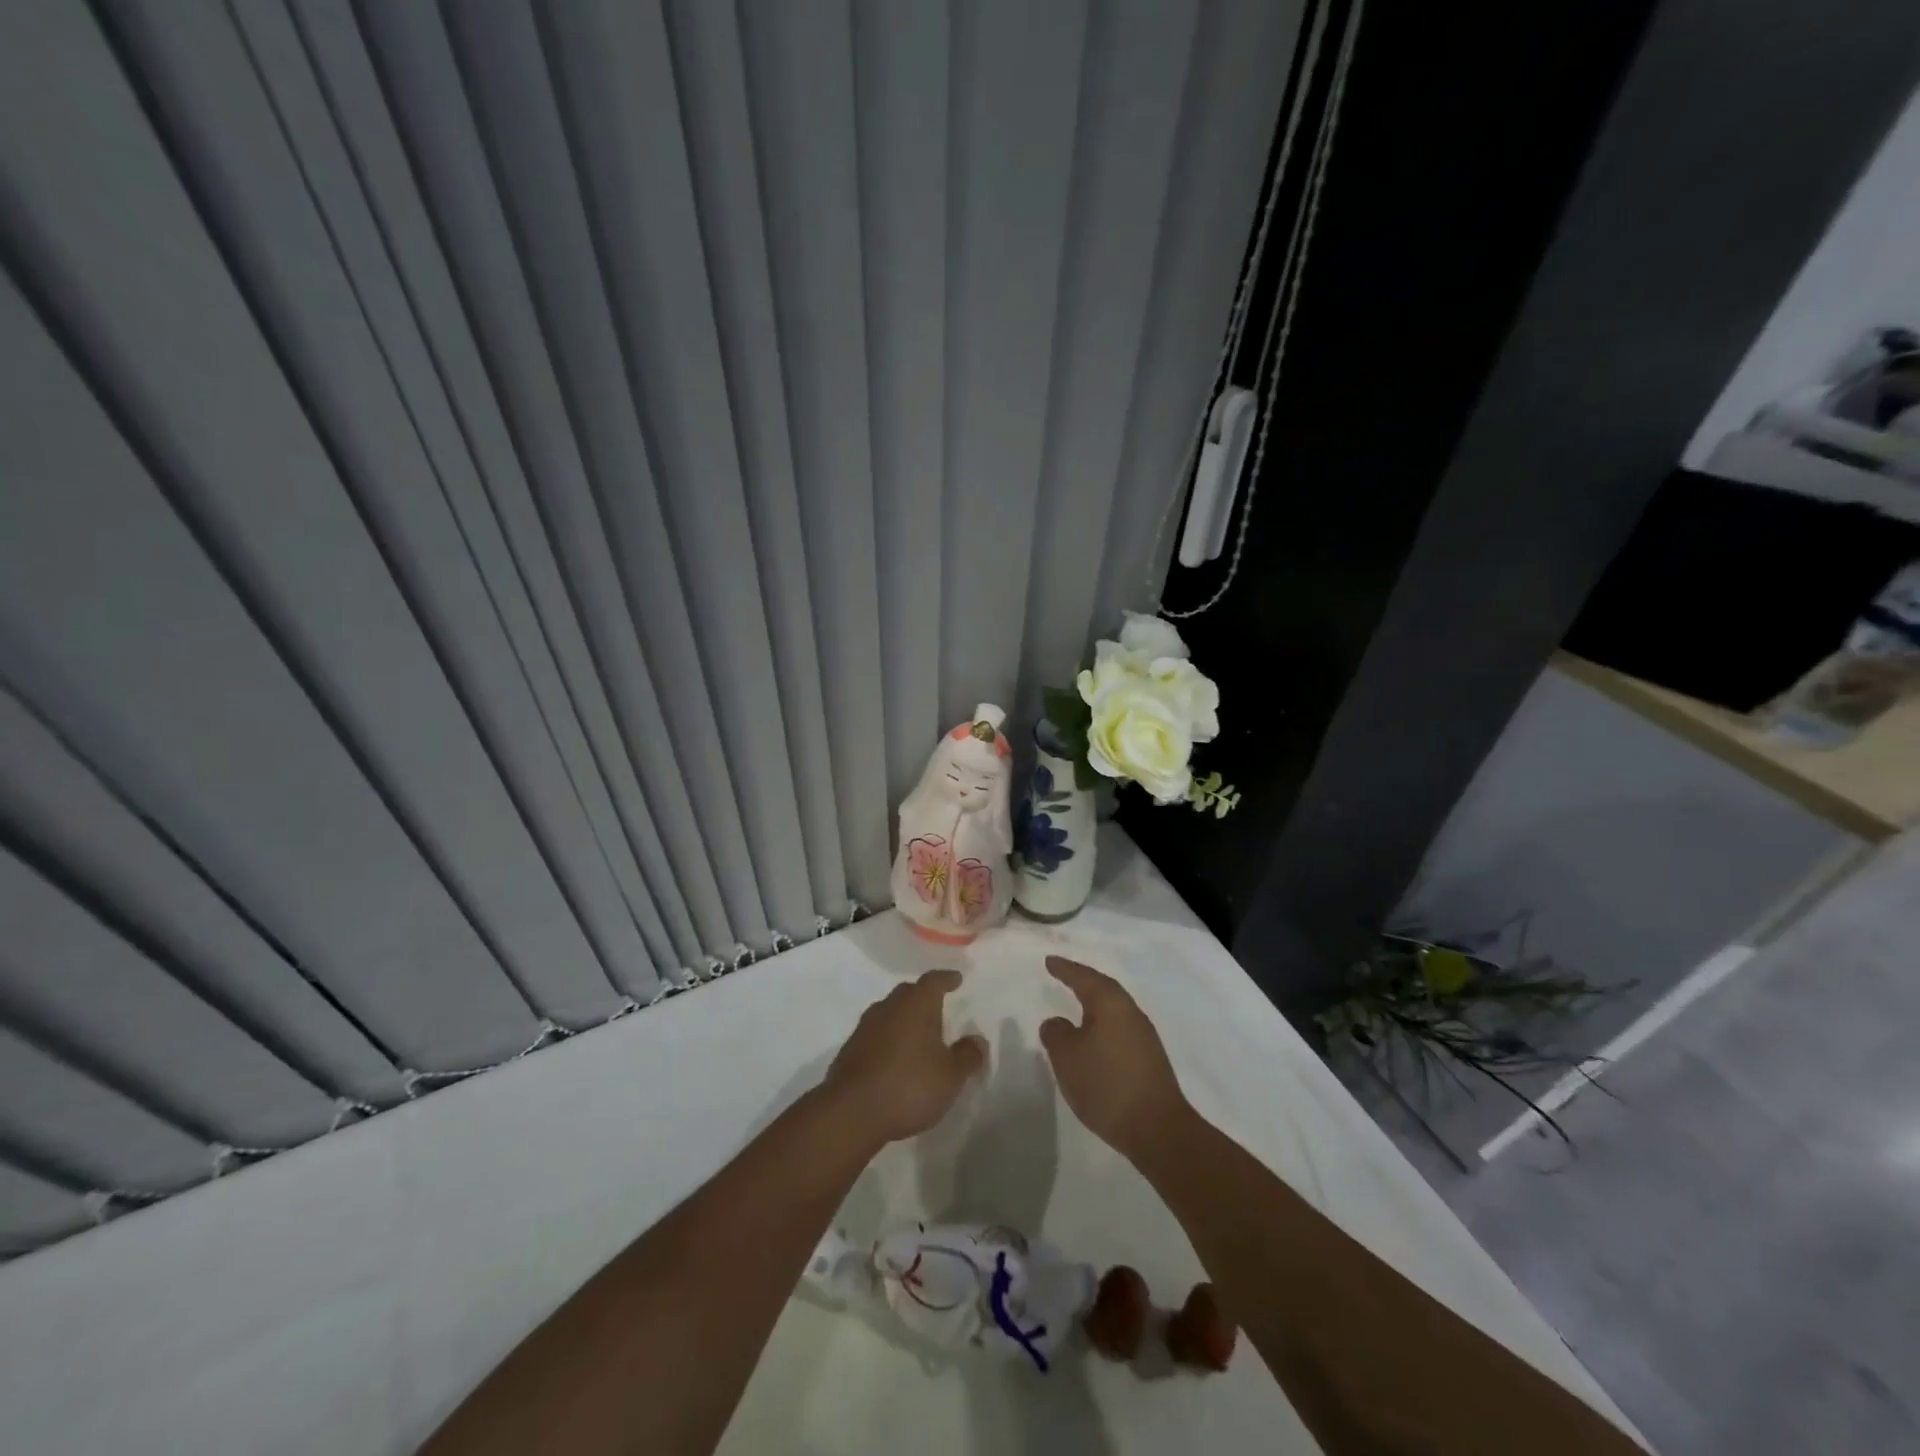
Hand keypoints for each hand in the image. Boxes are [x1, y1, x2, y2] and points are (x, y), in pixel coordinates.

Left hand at [821, 970, 986, 1146]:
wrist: (851, 1112)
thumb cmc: (909, 1085)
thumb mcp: (950, 1075)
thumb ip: (967, 1056)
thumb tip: (977, 1040)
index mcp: (916, 1004)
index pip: (933, 981)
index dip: (947, 979)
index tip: (956, 979)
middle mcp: (889, 1007)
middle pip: (908, 993)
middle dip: (923, 996)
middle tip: (938, 1005)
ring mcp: (865, 1028)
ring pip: (890, 1012)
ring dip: (904, 1018)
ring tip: (918, 1033)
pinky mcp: (850, 1050)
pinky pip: (876, 1034)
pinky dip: (889, 1039)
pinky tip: (895, 1057)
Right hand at [1040, 955, 1190, 1162]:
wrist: (1158, 1129)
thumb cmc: (1107, 1084)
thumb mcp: (1067, 1058)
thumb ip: (1056, 1034)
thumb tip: (1056, 1022)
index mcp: (1110, 1003)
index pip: (1084, 977)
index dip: (1065, 969)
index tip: (1049, 961)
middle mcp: (1131, 1012)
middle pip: (1104, 990)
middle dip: (1083, 982)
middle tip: (1064, 976)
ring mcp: (1144, 1036)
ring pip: (1114, 1011)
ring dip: (1094, 1007)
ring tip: (1076, 1007)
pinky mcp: (1150, 1059)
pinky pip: (1120, 1030)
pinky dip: (1103, 1028)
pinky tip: (1094, 1042)